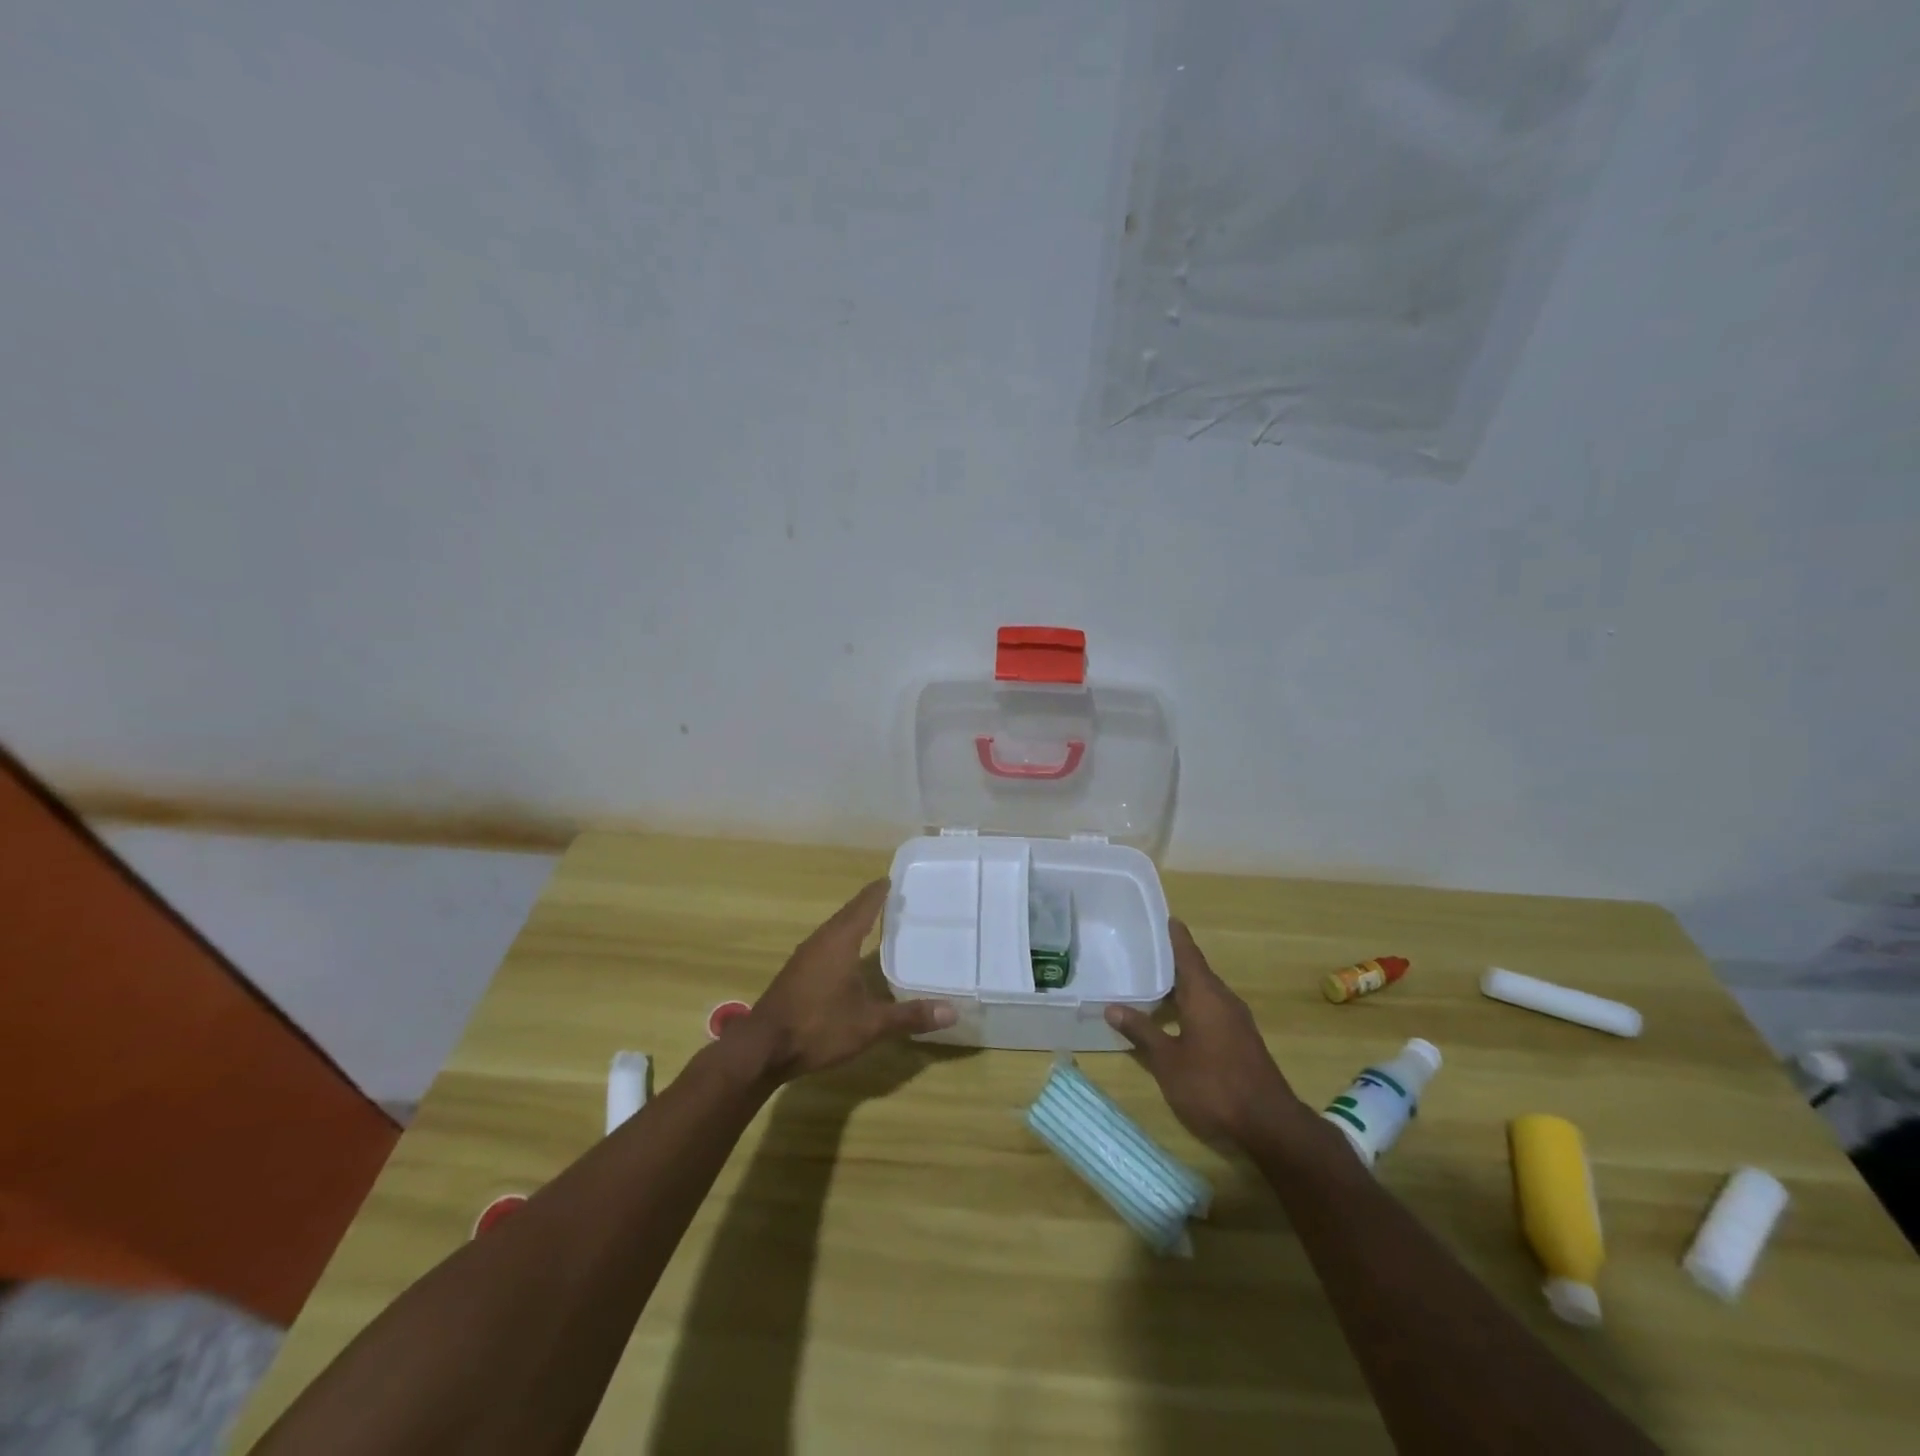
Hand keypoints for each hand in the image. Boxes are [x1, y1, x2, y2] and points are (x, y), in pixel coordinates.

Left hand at [731, 879, 955, 1084]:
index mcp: (840, 941)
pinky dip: (841, 940)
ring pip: (834, 929)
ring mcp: (804, 956)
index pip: (864, 905)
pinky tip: (848, 956)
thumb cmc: (818, 1027)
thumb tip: (952, 1011)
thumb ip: (909, 1016)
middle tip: (892, 897)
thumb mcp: (870, 1025)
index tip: (893, 879)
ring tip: (874, 921)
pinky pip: (824, 944)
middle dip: (869, 904)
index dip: (879, 892)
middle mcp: (821, 940)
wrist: (762, 1049)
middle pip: (848, 914)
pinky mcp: (795, 973)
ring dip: (853, 922)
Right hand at [1106, 920, 1313, 1152]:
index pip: (1187, 953)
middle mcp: (1223, 999)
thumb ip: (1142, 1032)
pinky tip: (1175, 1017)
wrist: (1269, 1125)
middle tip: (1142, 952)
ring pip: (1204, 992)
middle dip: (1171, 962)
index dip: (1174, 935)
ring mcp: (1236, 1021)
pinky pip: (1212, 1009)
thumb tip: (1112, 1007)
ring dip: (1181, 986)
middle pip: (1195, 971)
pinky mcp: (1242, 1040)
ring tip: (1151, 982)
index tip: (1163, 917)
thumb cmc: (1213, 1085)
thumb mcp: (1167, 1060)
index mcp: (1205, 994)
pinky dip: (1191, 1005)